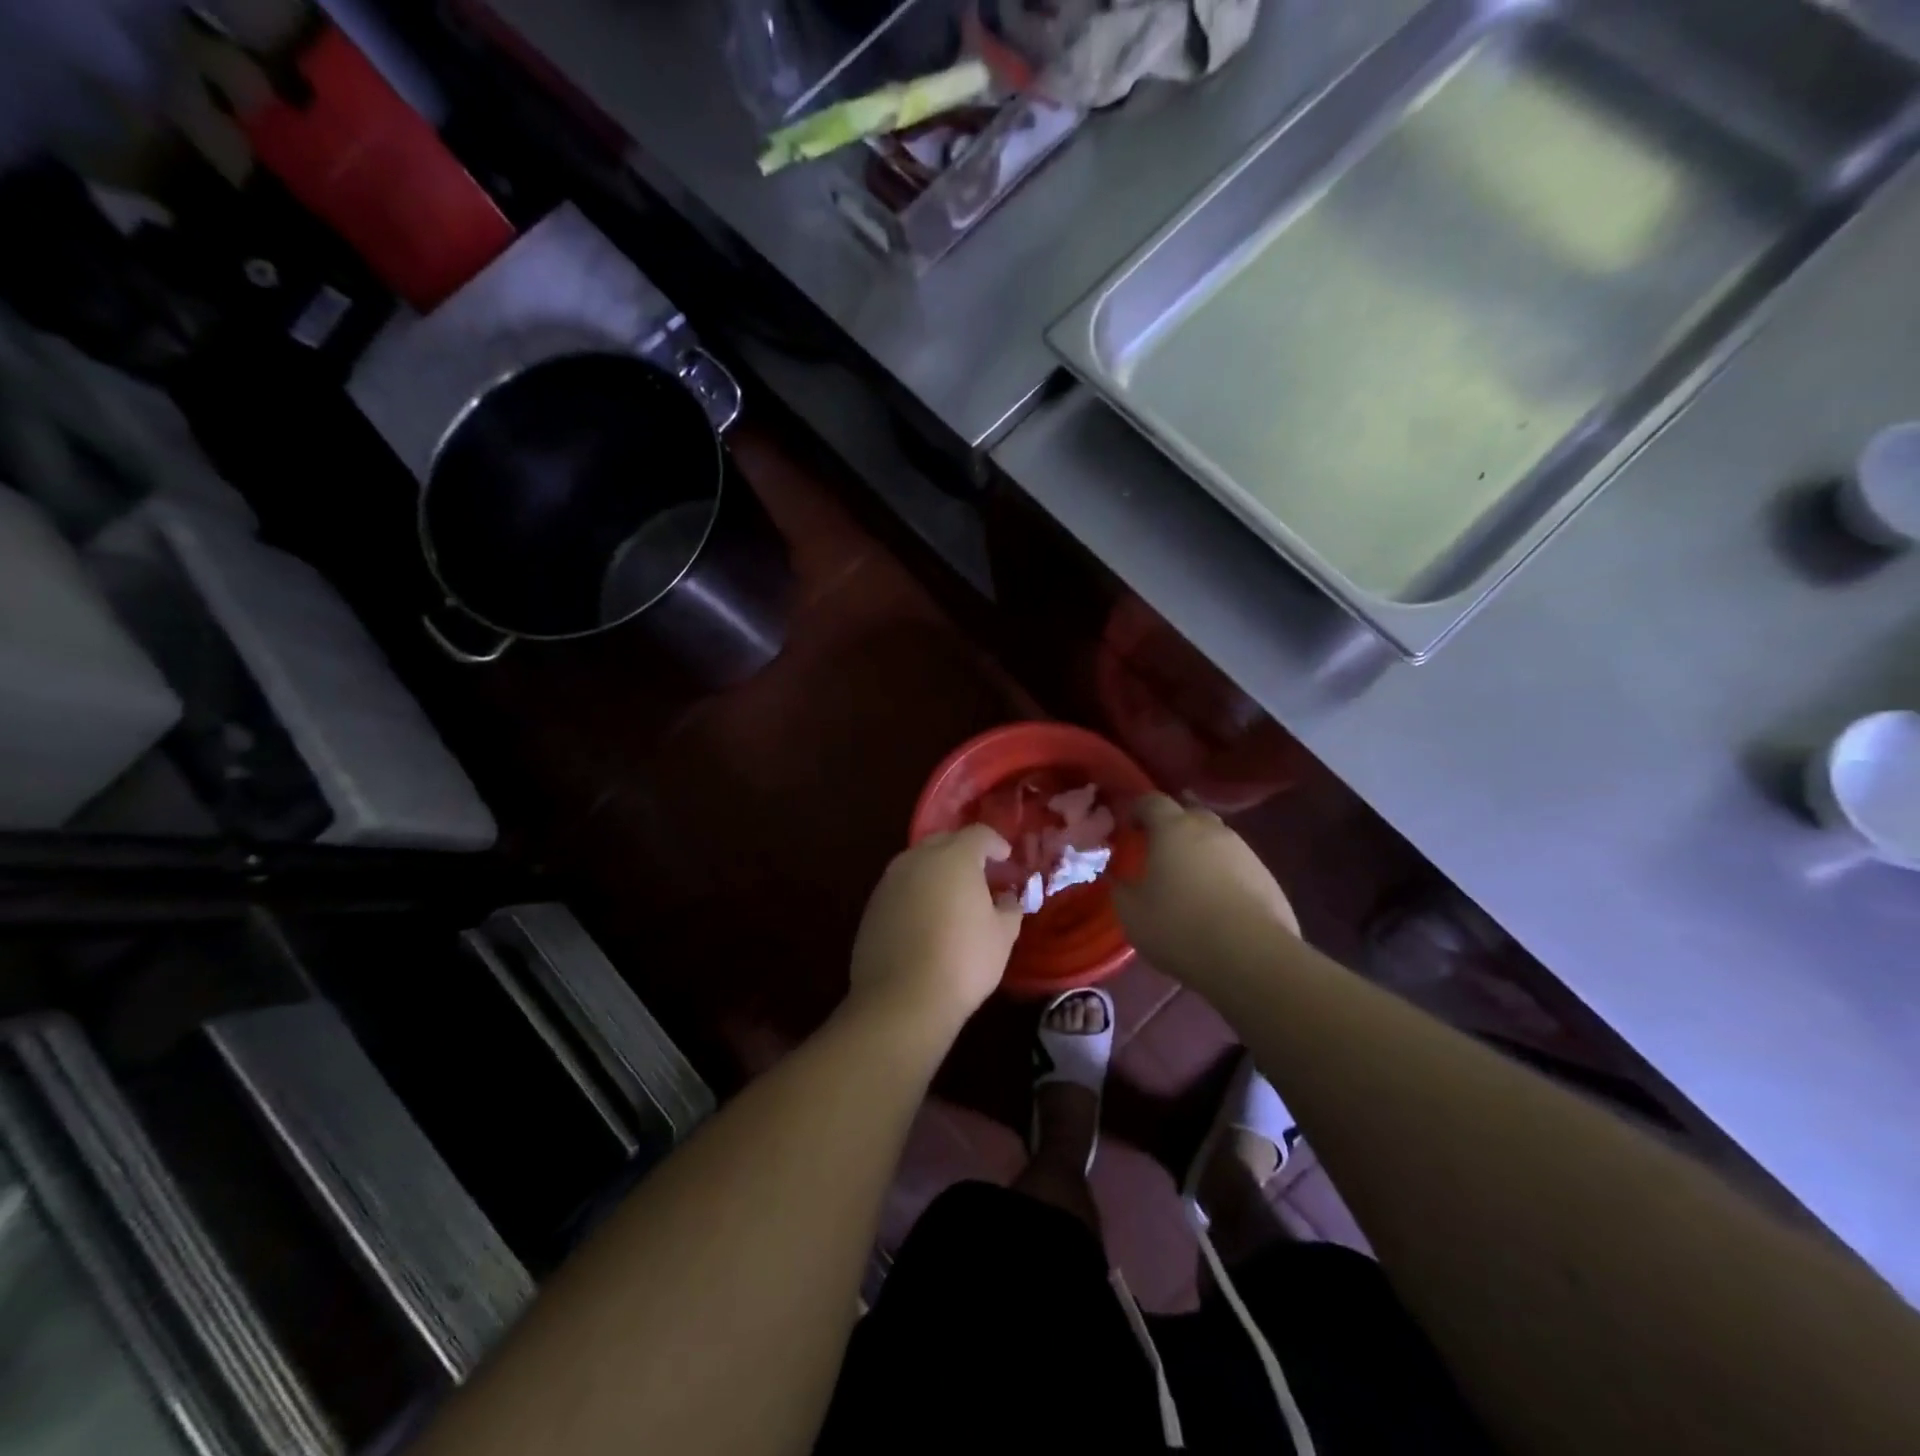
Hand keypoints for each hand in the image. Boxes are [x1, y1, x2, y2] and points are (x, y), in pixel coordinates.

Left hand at [848, 824, 1022, 1034]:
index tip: (1006, 858)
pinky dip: (917, 892)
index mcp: (953, 857)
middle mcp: (917, 859)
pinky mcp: (873, 905)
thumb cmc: (963, 961)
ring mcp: (890, 881)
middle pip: (944, 841)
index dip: (996, 843)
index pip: (979, 834)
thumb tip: (1006, 897)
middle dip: (964, 852)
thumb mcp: (1002, 936)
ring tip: (953, 895)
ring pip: (918, 862)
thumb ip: (1009, 907)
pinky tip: (927, 917)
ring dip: (937, 870)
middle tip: (981, 874)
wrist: (901, 999)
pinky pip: (901, 886)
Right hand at [1112, 795, 1297, 984]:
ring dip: (1200, 850)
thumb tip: (1119, 878)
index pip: (1152, 800)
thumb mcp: (1132, 913)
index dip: (1137, 808)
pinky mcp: (1268, 877)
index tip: (1127, 827)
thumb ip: (1120, 888)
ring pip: (1216, 839)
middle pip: (1189, 812)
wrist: (1252, 957)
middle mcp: (1211, 830)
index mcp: (1174, 829)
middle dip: (1172, 824)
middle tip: (1158, 848)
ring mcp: (1245, 852)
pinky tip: (1217, 901)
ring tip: (1189, 878)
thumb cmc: (1181, 927)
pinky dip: (1223, 874)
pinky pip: (1237, 865)